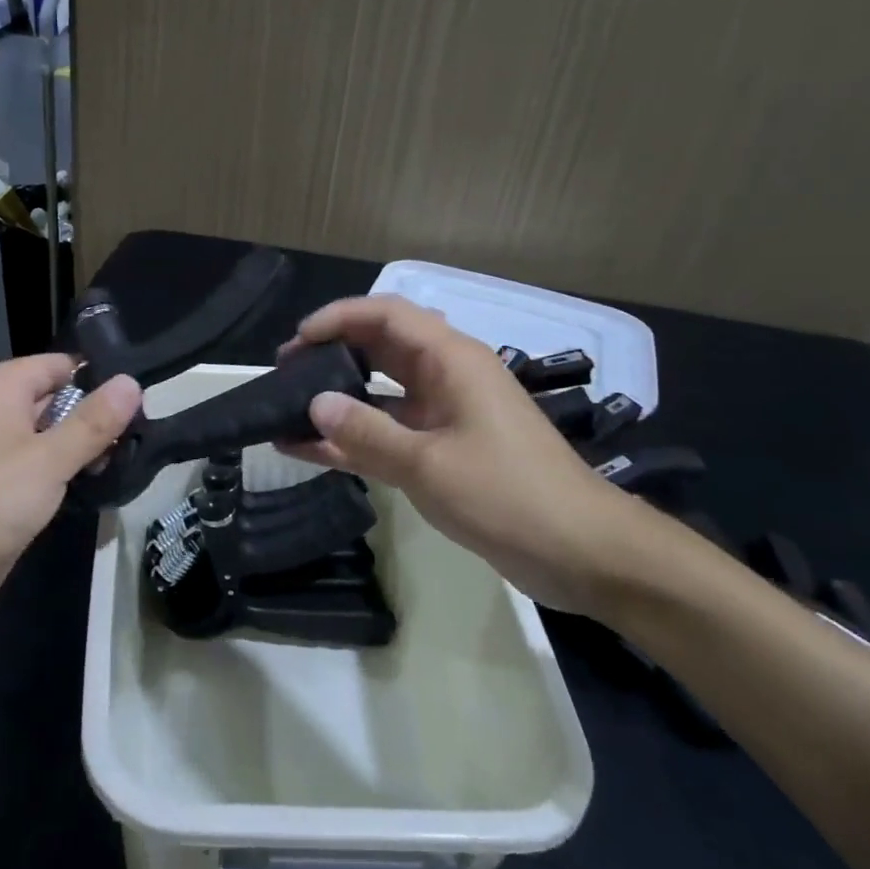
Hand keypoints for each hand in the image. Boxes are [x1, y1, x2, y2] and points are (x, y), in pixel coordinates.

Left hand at [0, 355, 141, 645]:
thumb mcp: (48, 459)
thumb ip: (93, 422)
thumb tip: (132, 382)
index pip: (61, 365)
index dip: (101, 378)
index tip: (145, 398)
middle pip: (60, 399)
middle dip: (100, 415)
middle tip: (147, 432)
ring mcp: (0, 452)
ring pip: (55, 436)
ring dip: (88, 448)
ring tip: (134, 457)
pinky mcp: (5, 488)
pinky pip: (45, 467)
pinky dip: (71, 473)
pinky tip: (105, 481)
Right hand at [282, 295, 660, 613]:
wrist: (584, 553)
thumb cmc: (510, 496)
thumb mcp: (430, 465)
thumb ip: (367, 433)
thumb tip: (315, 403)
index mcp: (452, 360)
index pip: (387, 315)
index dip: (339, 318)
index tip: (297, 341)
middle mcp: (446, 377)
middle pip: (380, 347)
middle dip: (332, 353)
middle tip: (285, 372)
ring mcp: (444, 415)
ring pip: (380, 392)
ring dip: (337, 398)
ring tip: (288, 408)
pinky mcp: (442, 451)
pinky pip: (388, 433)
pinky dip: (353, 438)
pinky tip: (309, 450)